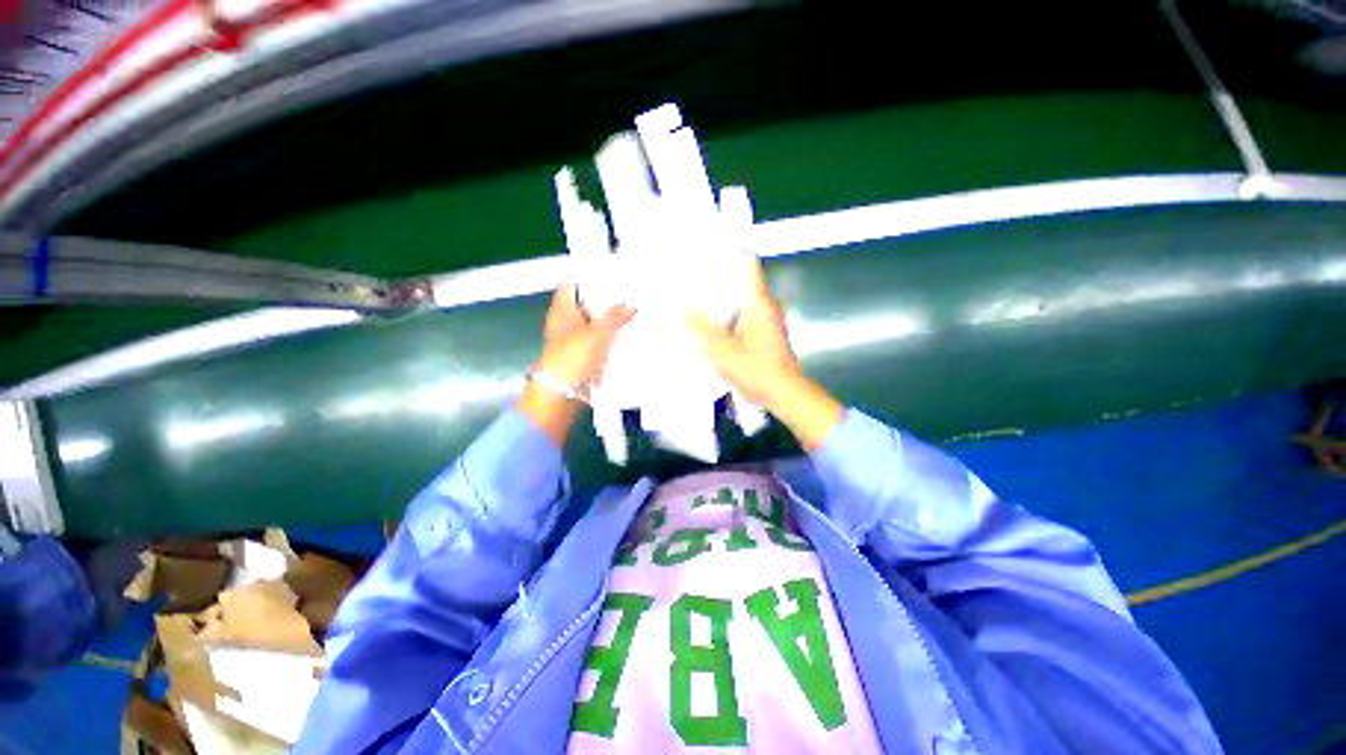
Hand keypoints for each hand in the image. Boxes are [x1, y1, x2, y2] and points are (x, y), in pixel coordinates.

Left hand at [518, 283, 633, 446]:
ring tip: (635, 315)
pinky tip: (629, 340)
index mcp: (562, 310)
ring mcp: (576, 342)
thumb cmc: (571, 359)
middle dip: (608, 302)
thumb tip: (630, 306)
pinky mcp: (585, 358)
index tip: (611, 273)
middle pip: (588, 306)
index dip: (589, 277)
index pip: (573, 285)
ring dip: (612, 324)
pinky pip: (601, 345)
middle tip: (631, 295)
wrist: (561, 395)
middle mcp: (567, 324)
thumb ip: (615, 318)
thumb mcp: (597, 333)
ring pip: (597, 327)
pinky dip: (612, 342)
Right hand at [687, 258, 842, 451]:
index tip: (710, 249)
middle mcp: (765, 308)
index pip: (748, 267)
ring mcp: (766, 324)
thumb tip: (686, 308)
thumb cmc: (754, 368)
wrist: (782, 394)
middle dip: (719, 281)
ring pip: (741, 305)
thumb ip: (702, 327)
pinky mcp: (764, 339)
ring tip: (697, 300)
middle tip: (694, 277)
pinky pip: (742, 321)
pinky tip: (710, 326)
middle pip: (742, 286)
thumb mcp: (721, 348)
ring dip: (722, 303)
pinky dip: (728, 320)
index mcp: (758, 303)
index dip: (731, 253)